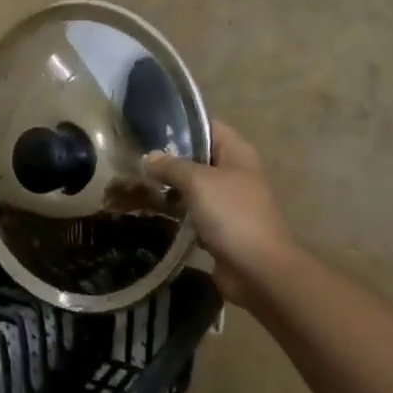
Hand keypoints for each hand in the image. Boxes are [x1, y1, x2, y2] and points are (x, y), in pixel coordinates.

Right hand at [146, 122, 298, 304]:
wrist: (256, 269)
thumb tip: (149, 158)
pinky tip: (150, 210)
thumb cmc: (231, 215)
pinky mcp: (219, 227)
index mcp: (237, 154)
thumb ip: (171, 166)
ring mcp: (228, 202)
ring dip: (169, 186)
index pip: (208, 127)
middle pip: (199, 157)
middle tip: (135, 157)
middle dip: (169, 158)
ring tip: (136, 182)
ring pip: (193, 187)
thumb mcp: (198, 182)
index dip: (182, 124)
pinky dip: (175, 211)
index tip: (149, 126)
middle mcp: (234, 173)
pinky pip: (192, 212)